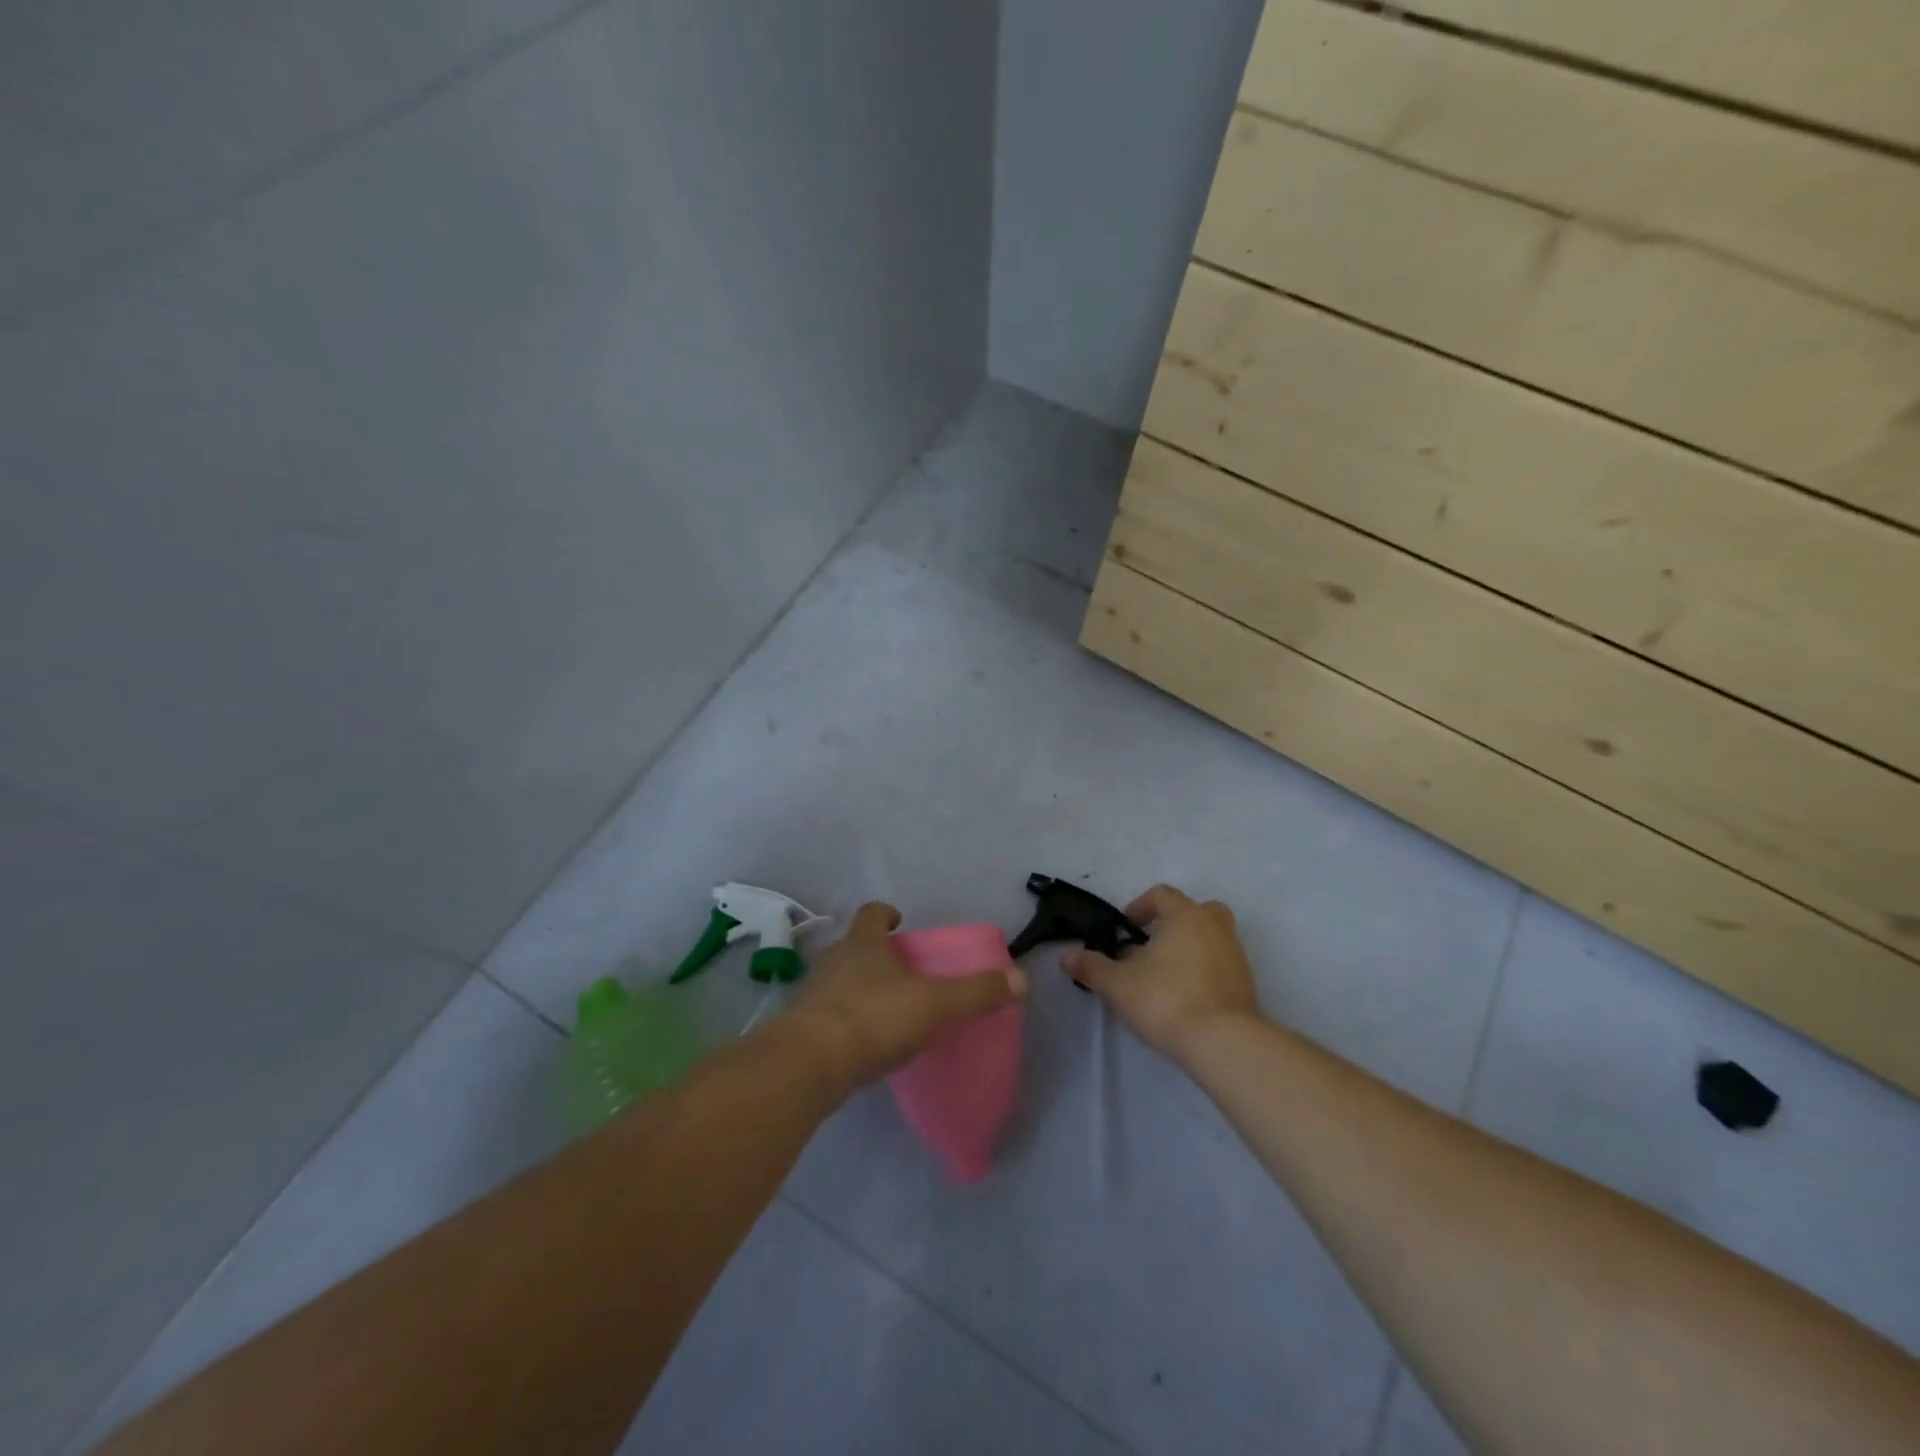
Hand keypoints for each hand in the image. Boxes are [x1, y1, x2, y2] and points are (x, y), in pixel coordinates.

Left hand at [788, 902, 1027, 1090]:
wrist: (807, 1066)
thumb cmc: (873, 1018)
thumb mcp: (934, 1004)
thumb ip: (976, 993)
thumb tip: (1021, 979)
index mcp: (862, 943)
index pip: (872, 913)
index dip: (886, 913)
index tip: (900, 920)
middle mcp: (833, 960)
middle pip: (855, 946)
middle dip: (877, 954)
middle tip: (903, 972)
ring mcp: (813, 995)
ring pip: (840, 981)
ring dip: (860, 989)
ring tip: (887, 1009)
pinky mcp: (801, 1030)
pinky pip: (829, 1016)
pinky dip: (847, 1022)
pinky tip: (864, 1044)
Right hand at [1061, 884, 1262, 1066]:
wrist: (1224, 1043)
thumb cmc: (1166, 999)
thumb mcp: (1117, 984)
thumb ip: (1091, 966)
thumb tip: (1066, 955)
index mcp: (1185, 915)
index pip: (1162, 894)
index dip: (1140, 907)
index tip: (1125, 928)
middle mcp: (1215, 927)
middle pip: (1196, 910)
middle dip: (1173, 923)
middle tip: (1151, 946)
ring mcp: (1236, 955)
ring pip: (1211, 938)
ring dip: (1190, 948)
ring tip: (1165, 976)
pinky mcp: (1247, 984)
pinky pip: (1221, 965)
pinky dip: (1205, 972)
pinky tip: (1186, 997)